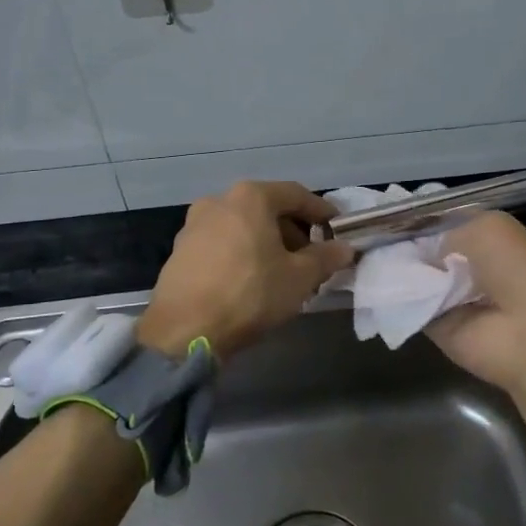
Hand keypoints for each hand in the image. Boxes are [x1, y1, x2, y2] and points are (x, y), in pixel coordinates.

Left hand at [138, 181, 353, 361]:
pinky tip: (251, 279)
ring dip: (266, 242)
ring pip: (243, 226)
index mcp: (251, 197)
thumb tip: (345, 248)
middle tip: (311, 257)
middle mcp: (219, 201)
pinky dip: (242, 252)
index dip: (320, 210)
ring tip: (282, 271)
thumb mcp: (299, 278)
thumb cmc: (250, 294)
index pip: (296, 195)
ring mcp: (194, 225)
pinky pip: (222, 243)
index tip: (337, 227)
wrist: (184, 331)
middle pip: (266, 208)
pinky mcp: (180, 250)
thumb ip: (326, 258)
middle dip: (292, 230)